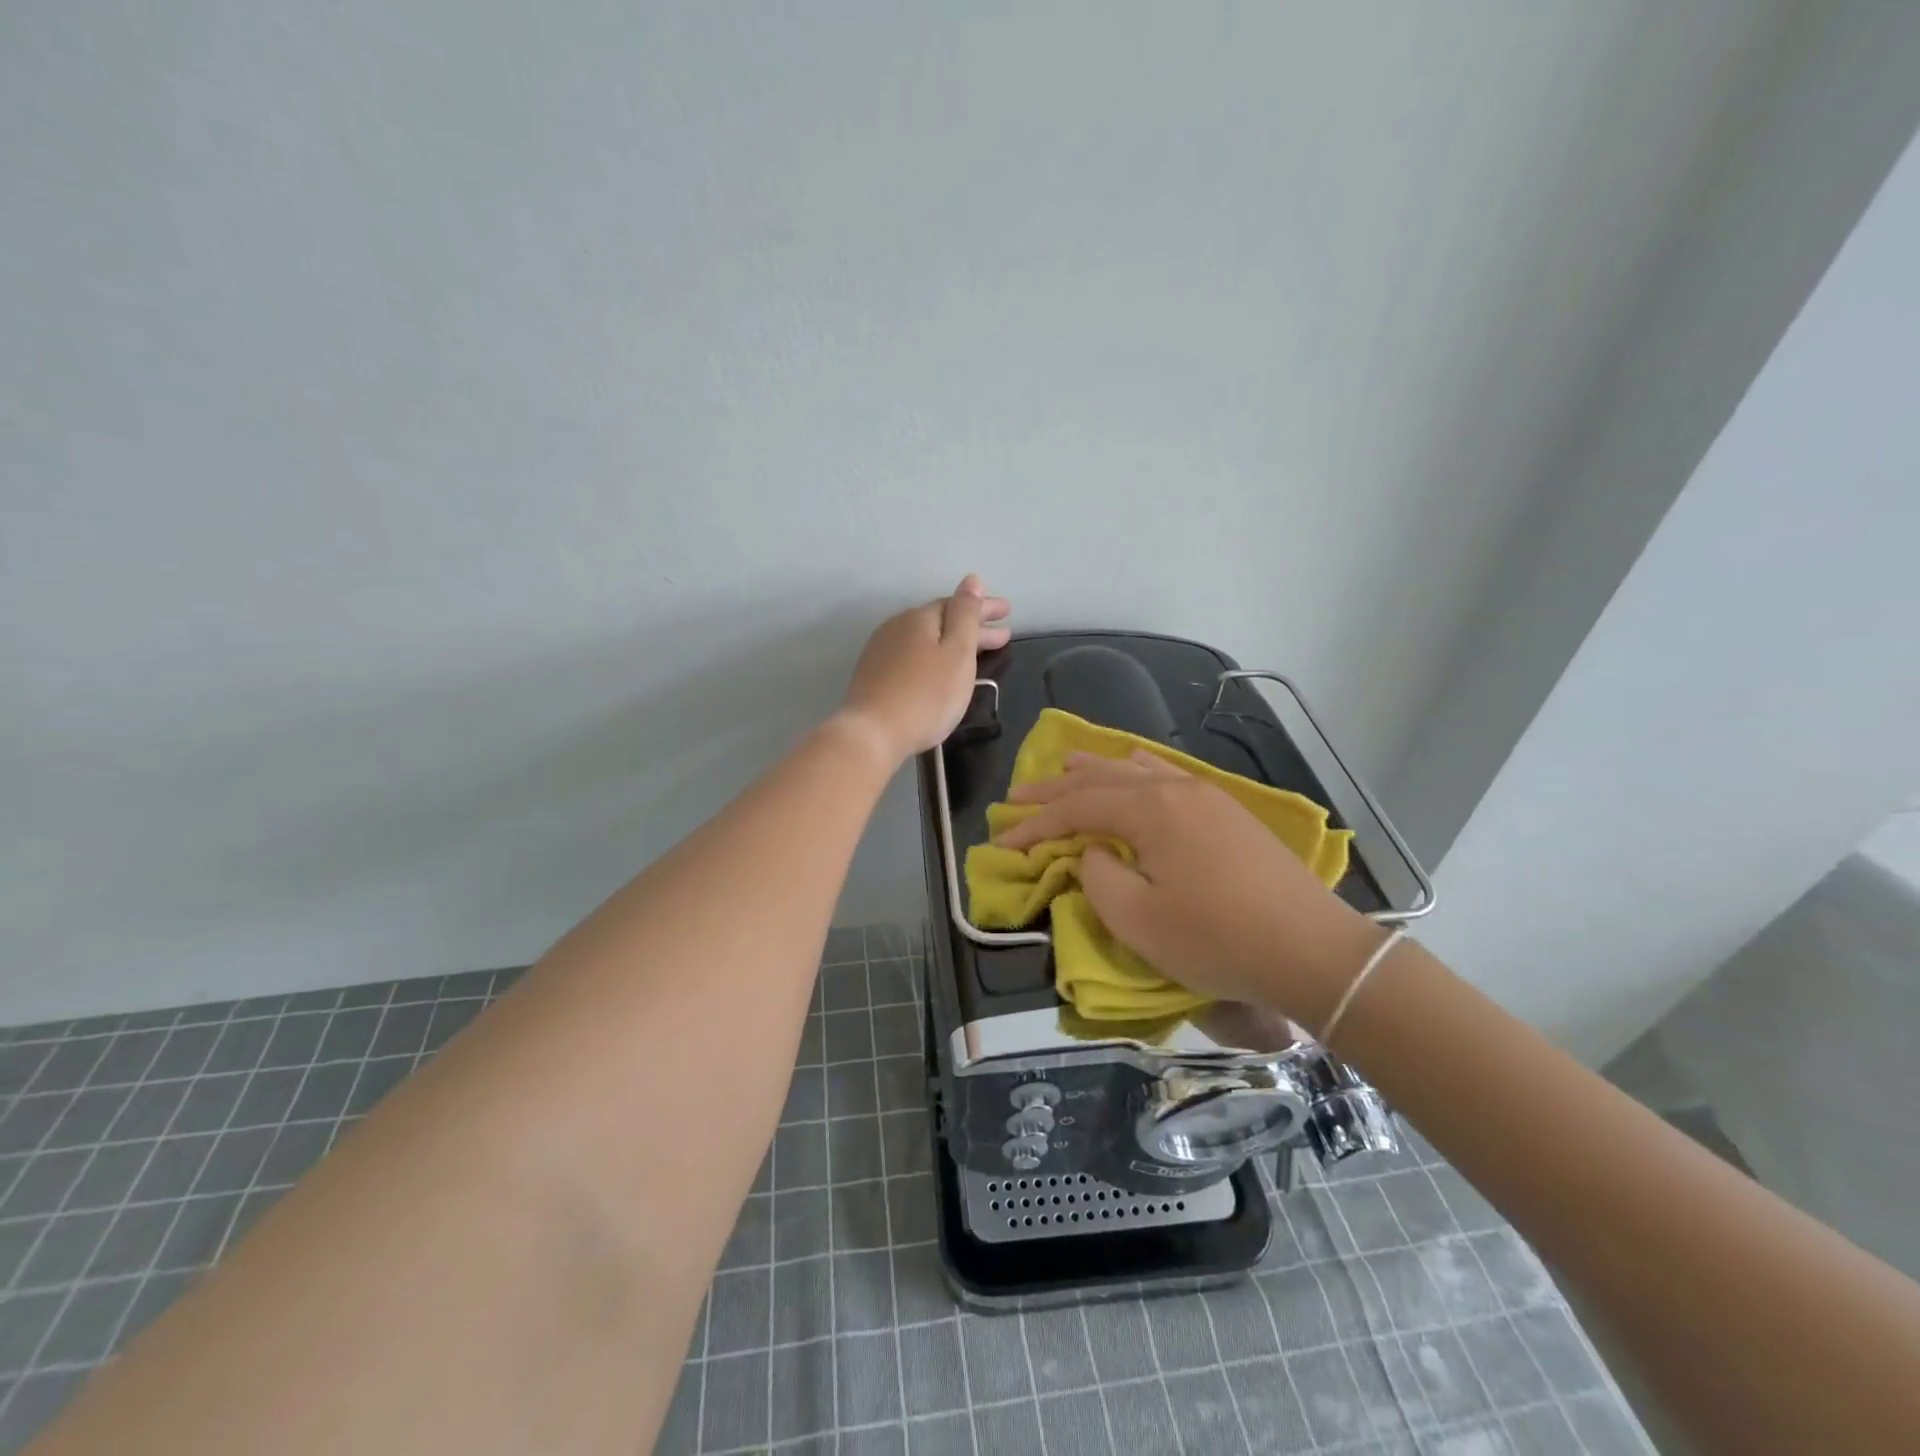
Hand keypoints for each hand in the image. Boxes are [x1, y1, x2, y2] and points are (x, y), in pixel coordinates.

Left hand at [836, 574, 1011, 763]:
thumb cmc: (926, 695)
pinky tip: (937, 667)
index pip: (958, 604)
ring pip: (925, 638)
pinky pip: (911, 654)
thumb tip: (972, 580)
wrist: (873, 733)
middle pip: (941, 621)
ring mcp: (881, 650)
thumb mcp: (957, 653)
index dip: (984, 608)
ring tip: (973, 652)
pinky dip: (932, 656)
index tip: (1008, 613)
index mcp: (920, 618)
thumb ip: (966, 615)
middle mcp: (898, 626)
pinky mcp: (873, 674)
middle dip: (972, 626)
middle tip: (1002, 635)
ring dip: (951, 642)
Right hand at [994, 749, 1386, 1029]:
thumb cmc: (1217, 939)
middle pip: (1102, 779)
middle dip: (1056, 790)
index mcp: (1151, 810)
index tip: (1004, 840)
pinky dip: (1138, 771)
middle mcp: (1175, 788)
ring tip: (1064, 769)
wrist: (1312, 950)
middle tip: (1018, 797)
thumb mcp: (1137, 920)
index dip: (1036, 823)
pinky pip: (1168, 775)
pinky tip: (1133, 765)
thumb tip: (1094, 852)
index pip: (1077, 808)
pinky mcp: (1227, 811)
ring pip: (1136, 771)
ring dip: (1095, 772)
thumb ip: (1098, 878)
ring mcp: (1206, 795)